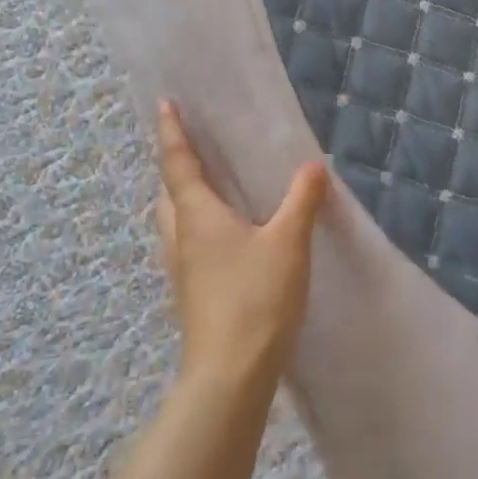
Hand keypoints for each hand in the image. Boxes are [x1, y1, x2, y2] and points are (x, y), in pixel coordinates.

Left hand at [155, 101, 328, 391]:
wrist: (231, 373)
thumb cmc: (256, 297)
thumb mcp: (288, 242)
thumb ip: (301, 200)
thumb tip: (313, 166)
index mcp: (197, 216)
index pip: (178, 164)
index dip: (172, 133)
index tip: (164, 105)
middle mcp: (181, 238)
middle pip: (168, 195)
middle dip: (176, 170)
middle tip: (194, 152)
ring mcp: (182, 271)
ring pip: (174, 224)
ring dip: (184, 202)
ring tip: (212, 192)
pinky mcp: (192, 295)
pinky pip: (188, 247)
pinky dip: (199, 230)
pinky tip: (227, 240)